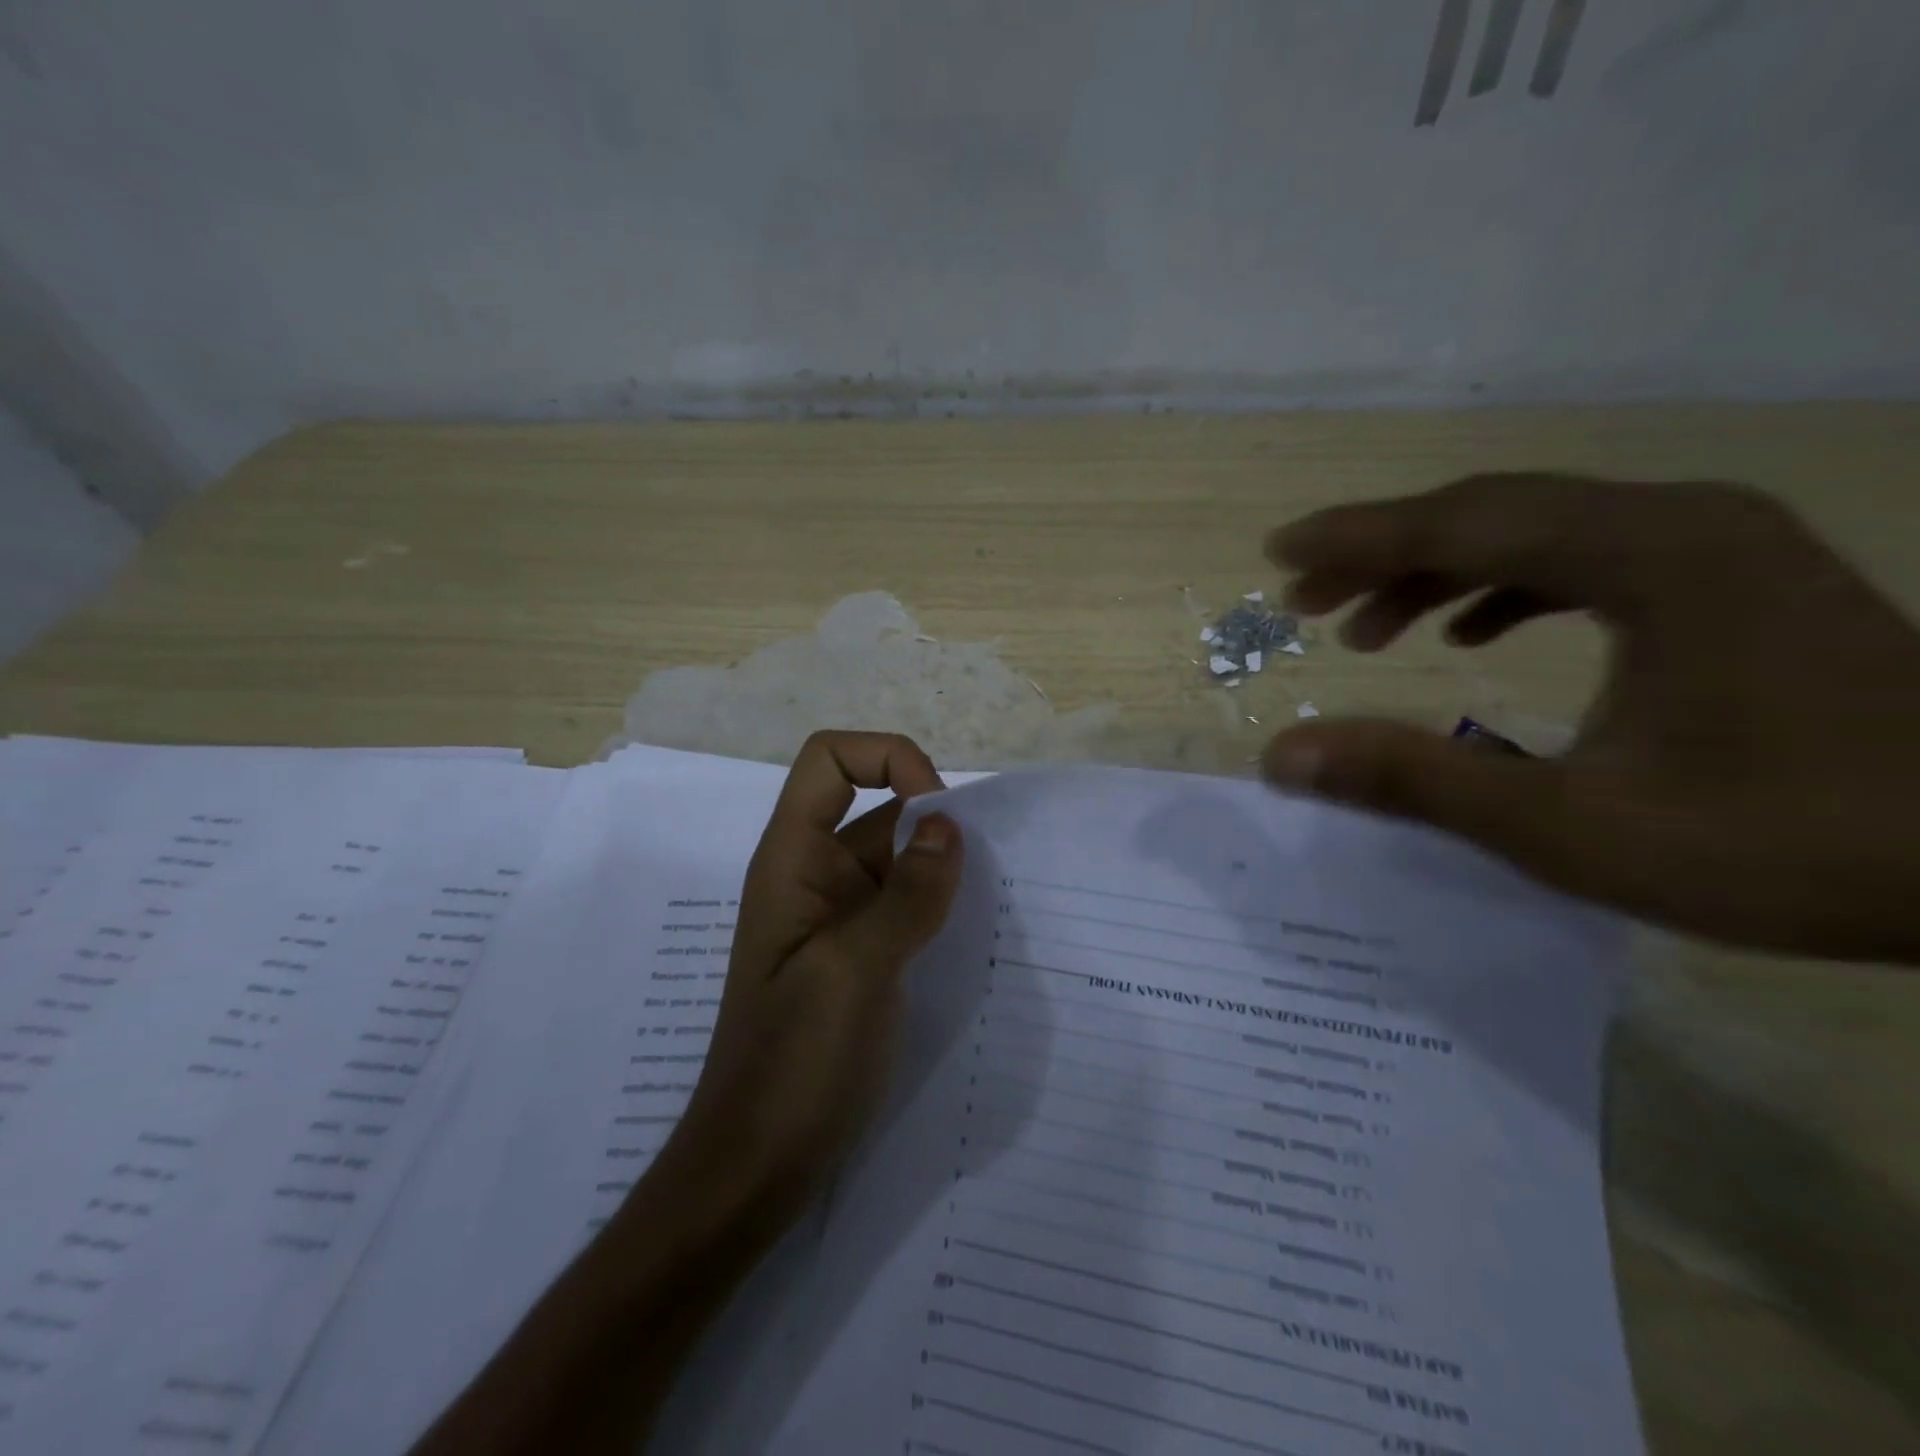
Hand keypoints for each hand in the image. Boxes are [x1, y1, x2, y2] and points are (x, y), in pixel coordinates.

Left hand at [661, 731, 963, 1226]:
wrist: (759, 1164)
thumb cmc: (796, 1061)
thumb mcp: (855, 968)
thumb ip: (907, 893)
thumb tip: (948, 825)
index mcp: (793, 859)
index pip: (830, 760)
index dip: (886, 759)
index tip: (938, 811)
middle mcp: (815, 875)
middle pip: (876, 806)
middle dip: (932, 820)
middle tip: (987, 866)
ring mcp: (840, 918)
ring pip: (899, 859)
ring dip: (944, 866)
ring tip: (994, 896)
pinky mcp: (863, 956)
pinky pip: (907, 906)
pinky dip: (941, 904)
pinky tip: (976, 932)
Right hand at [1261, 474, 1919, 962]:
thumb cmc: (1790, 844)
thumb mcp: (1569, 827)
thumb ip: (1415, 781)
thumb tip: (1283, 755)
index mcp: (1648, 557)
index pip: (1462, 524)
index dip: (1356, 539)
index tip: (1278, 554)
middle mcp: (1679, 523)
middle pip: (1490, 513)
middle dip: (1382, 554)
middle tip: (1304, 602)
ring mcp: (1712, 547)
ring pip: (1534, 532)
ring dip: (1437, 572)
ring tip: (1369, 631)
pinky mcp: (1728, 582)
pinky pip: (1582, 558)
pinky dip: (1504, 587)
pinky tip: (1469, 634)